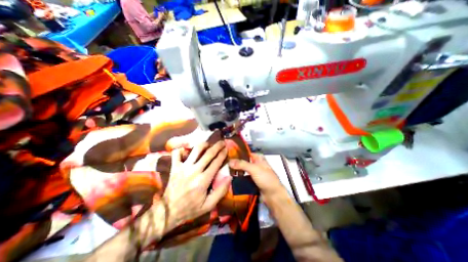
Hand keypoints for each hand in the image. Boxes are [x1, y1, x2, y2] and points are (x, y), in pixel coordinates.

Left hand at [163, 140, 230, 229]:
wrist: (168, 211)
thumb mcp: (209, 205)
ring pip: (195, 150)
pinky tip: (188, 150)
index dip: (223, 154)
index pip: (216, 163)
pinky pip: (177, 153)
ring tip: (208, 144)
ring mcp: (183, 168)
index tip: (226, 149)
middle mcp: (194, 171)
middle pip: (208, 154)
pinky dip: (183, 149)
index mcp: (203, 181)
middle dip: (217, 146)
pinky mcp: (174, 167)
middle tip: (222, 142)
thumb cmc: (190, 208)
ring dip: (204, 144)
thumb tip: (229, 177)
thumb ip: (220, 191)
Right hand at [230, 155, 284, 199]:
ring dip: (237, 171)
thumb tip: (229, 161)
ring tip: (227, 171)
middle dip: (237, 163)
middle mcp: (257, 164)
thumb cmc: (265, 179)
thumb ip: (241, 164)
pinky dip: (239, 177)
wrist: (273, 196)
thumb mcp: (254, 169)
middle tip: (227, 164)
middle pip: (245, 162)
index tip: (229, 155)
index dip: (239, 153)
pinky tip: (232, 178)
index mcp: (259, 158)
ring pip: (244, 170)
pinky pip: (245, 177)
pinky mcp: (253, 181)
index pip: (247, 153)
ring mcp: (255, 173)